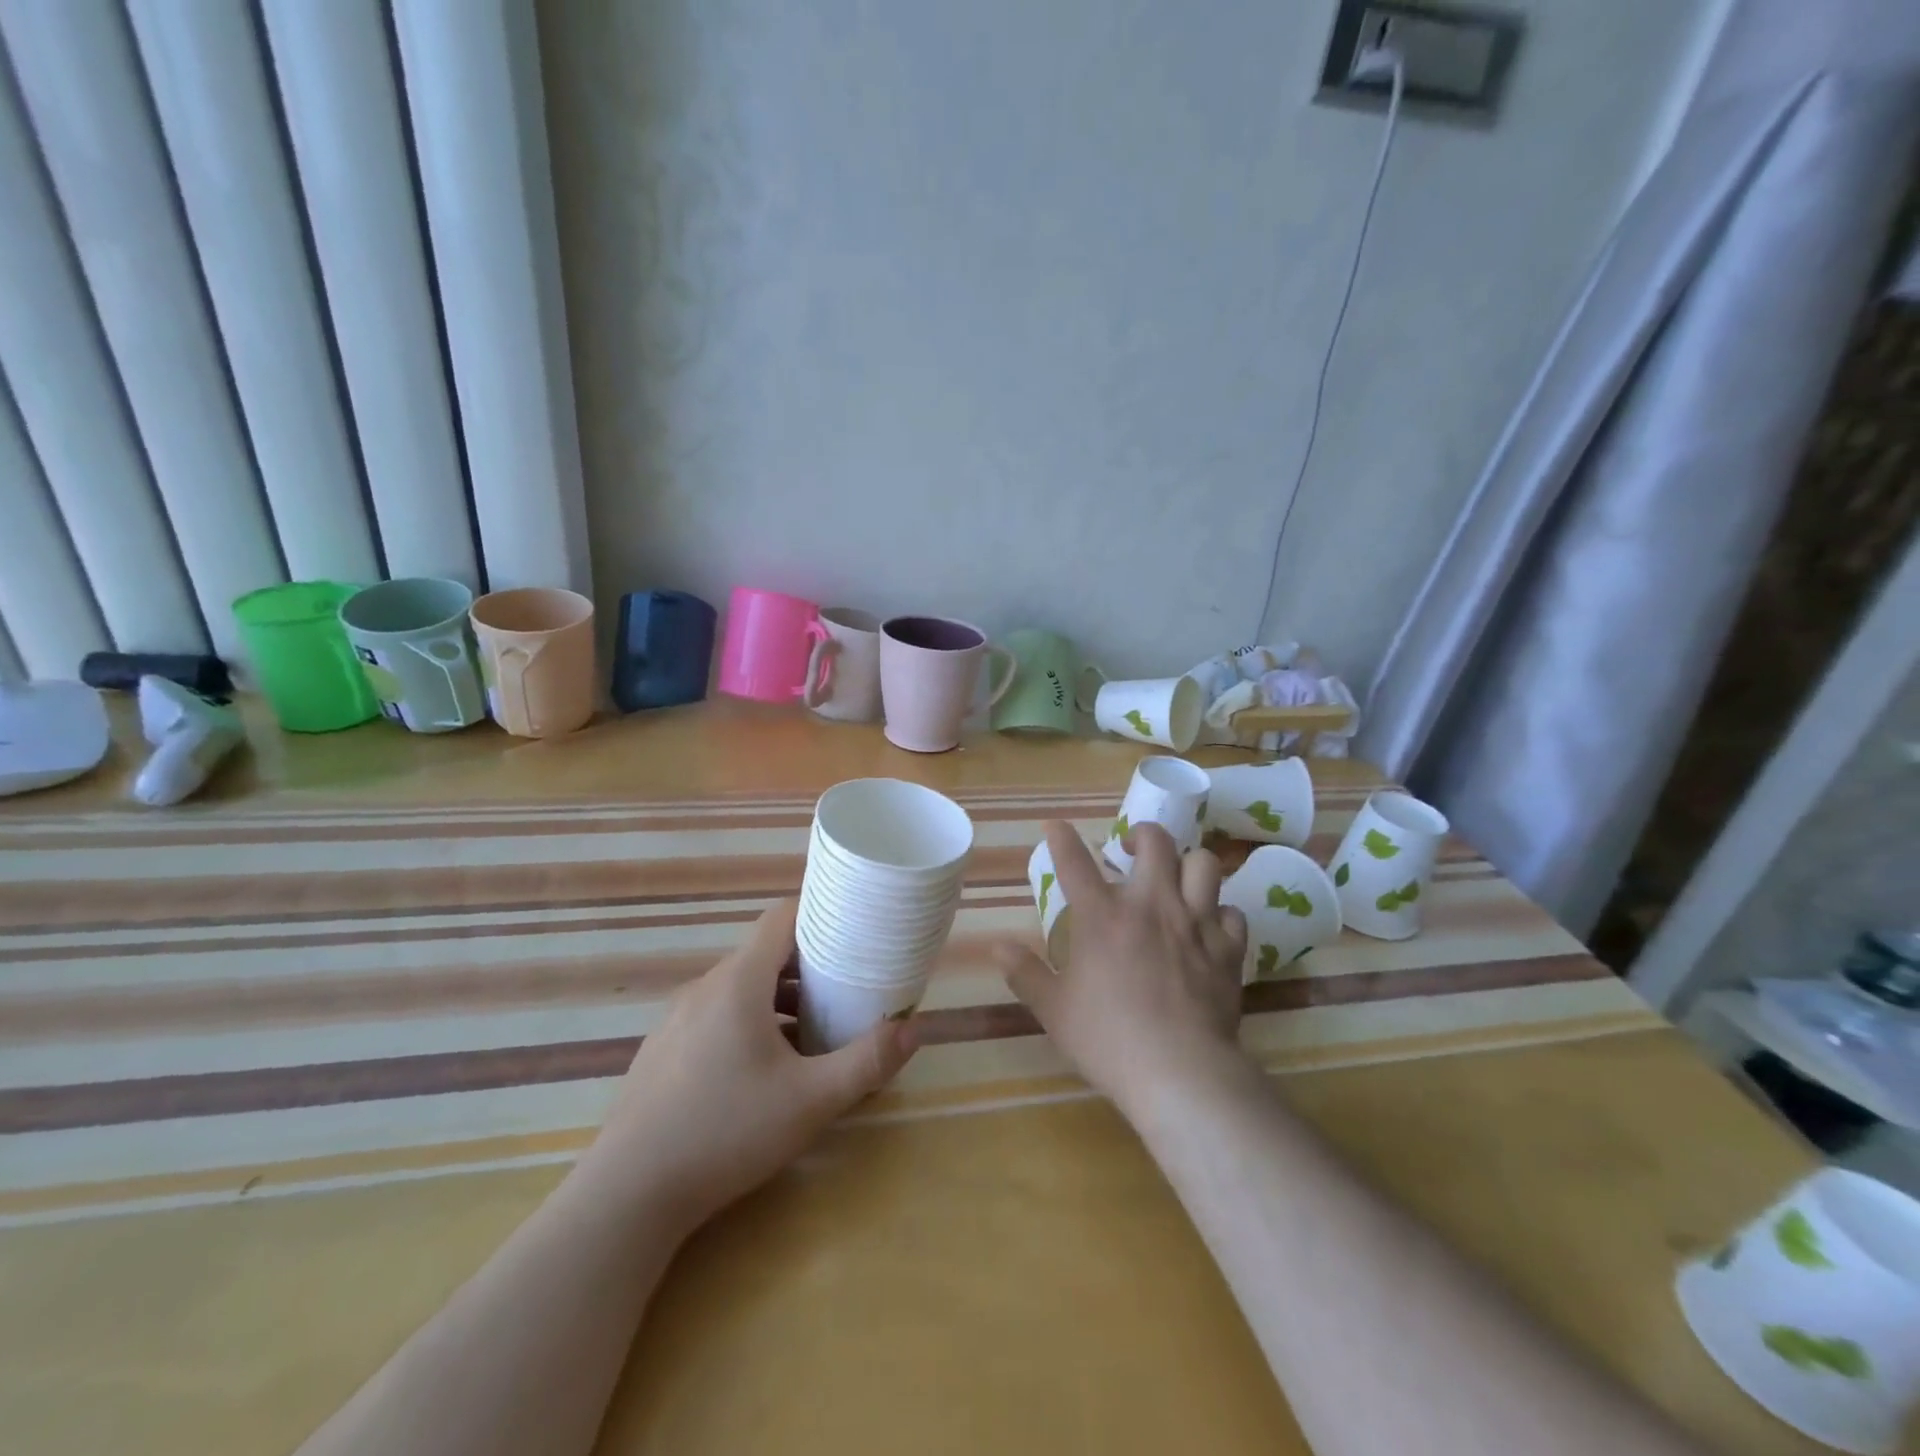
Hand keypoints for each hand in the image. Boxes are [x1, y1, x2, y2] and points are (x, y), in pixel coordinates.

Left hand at [581, 899, 916, 1234]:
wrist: (627, 1195)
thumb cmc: (726, 1132)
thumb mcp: (811, 1101)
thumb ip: (867, 1062)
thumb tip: (914, 1028)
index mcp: (738, 982)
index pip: (781, 917)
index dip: (819, 913)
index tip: (853, 928)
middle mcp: (705, 988)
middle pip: (764, 954)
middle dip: (808, 965)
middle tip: (846, 988)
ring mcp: (677, 1019)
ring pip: (740, 988)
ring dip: (779, 998)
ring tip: (813, 1030)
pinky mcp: (663, 1050)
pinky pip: (716, 1016)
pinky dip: (748, 1022)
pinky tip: (763, 1070)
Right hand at [995, 821, 1246, 1118]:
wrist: (1179, 1071)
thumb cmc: (1107, 1039)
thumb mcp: (1053, 1009)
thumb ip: (1025, 973)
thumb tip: (997, 946)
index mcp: (1102, 916)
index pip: (1075, 862)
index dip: (1061, 838)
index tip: (1055, 826)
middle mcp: (1150, 905)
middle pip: (1156, 842)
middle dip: (1142, 834)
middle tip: (1131, 848)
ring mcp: (1195, 923)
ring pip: (1204, 863)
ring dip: (1188, 863)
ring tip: (1177, 878)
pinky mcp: (1228, 949)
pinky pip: (1232, 912)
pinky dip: (1220, 913)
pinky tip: (1210, 926)